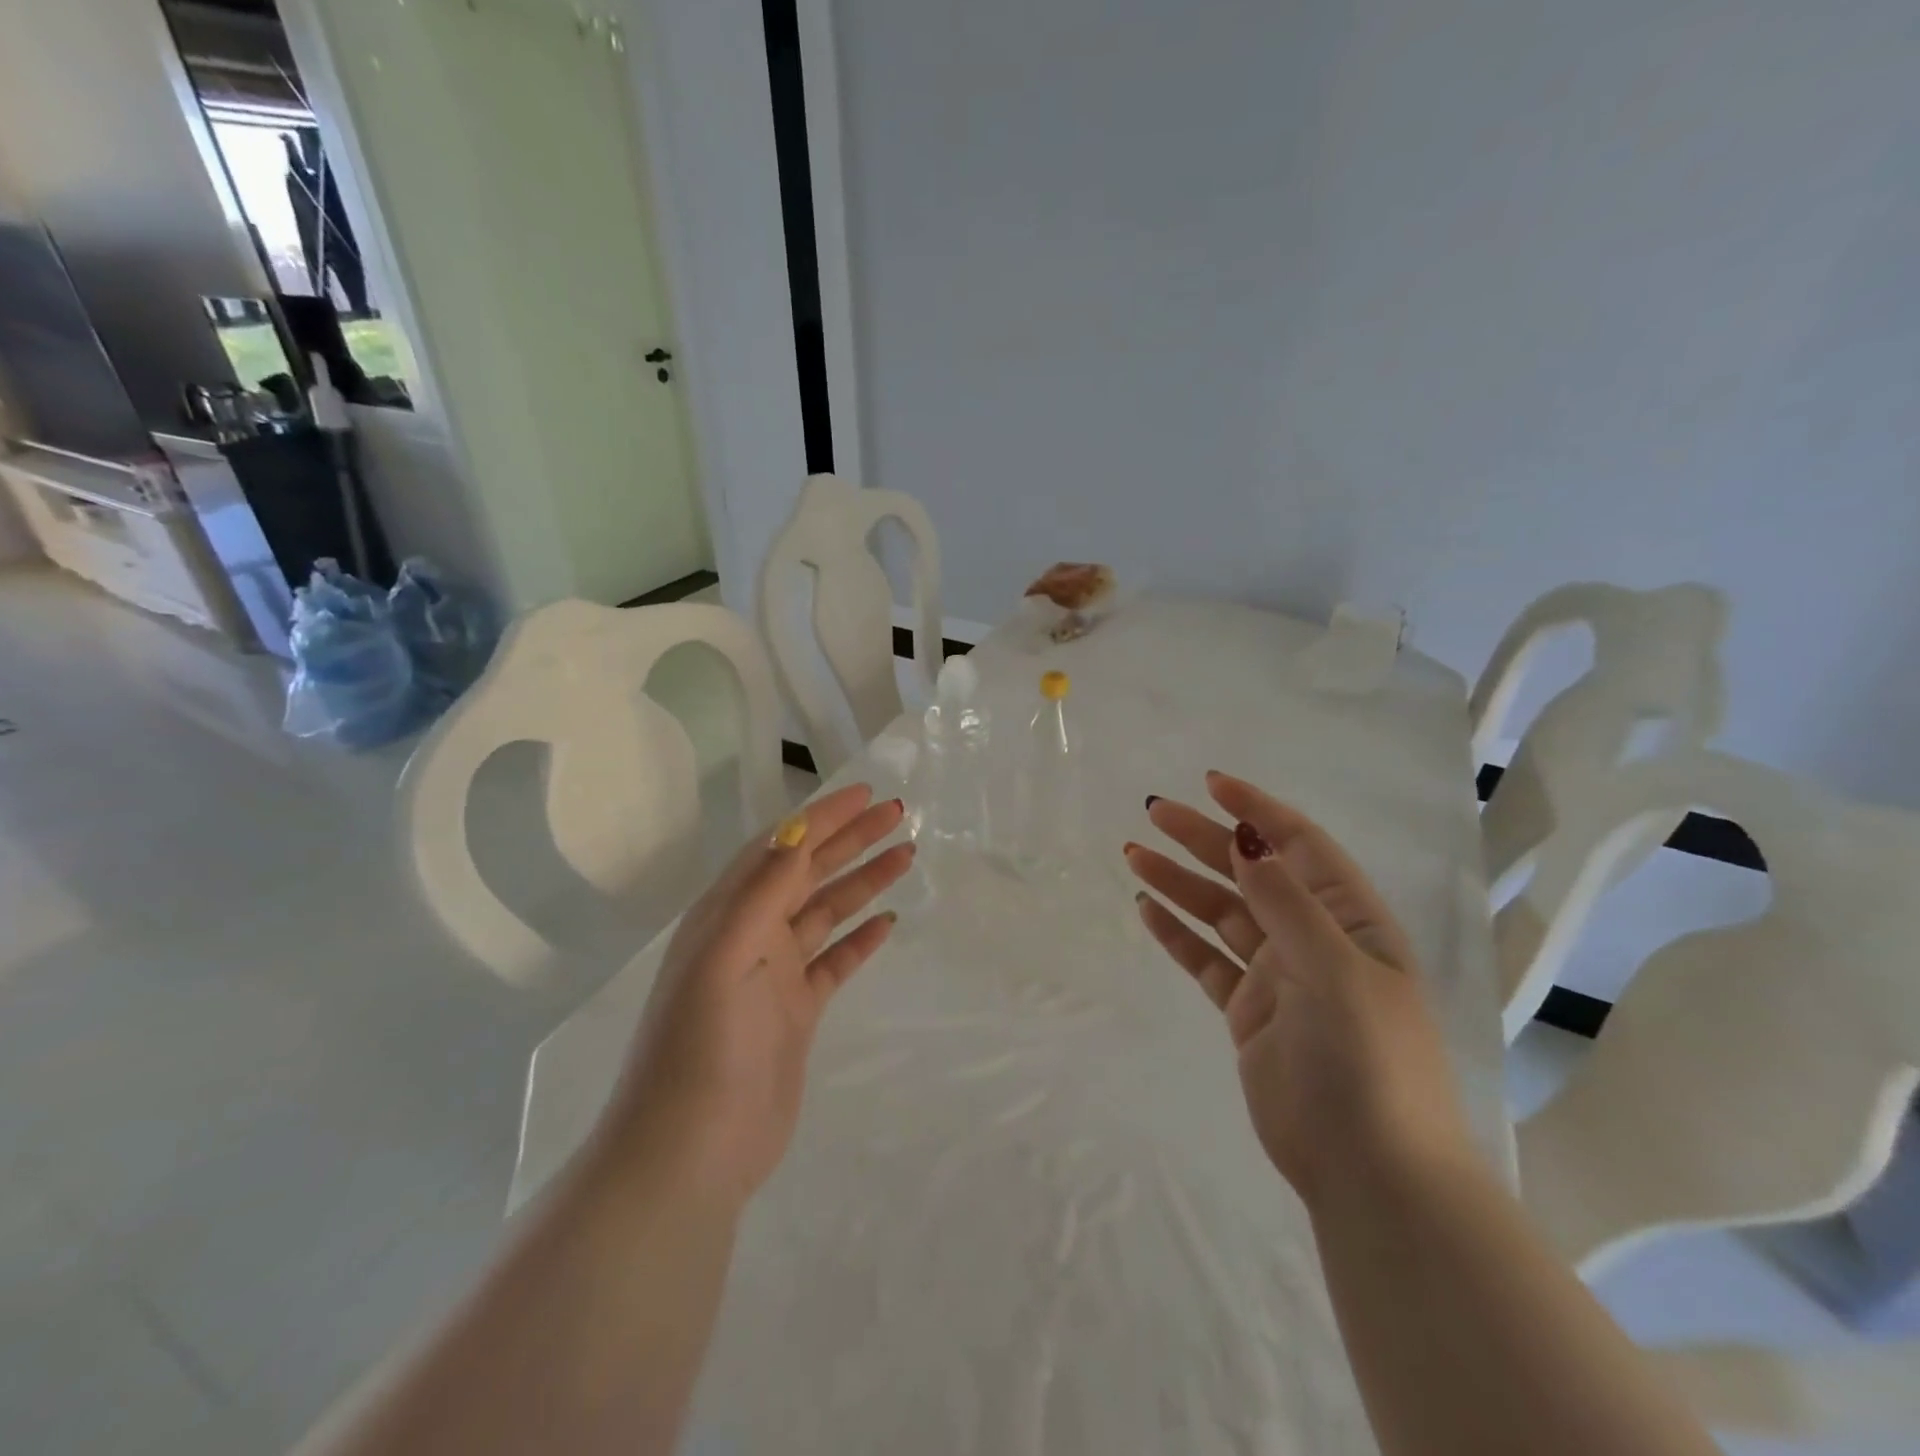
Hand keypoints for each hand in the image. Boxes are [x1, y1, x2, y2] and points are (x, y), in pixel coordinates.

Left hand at [594, 785, 914, 1208]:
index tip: (866, 794)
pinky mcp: (796, 1012)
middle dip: (851, 840)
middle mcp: (750, 935)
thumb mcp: (725, 957)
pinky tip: (889, 921)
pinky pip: (836, 962)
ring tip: (906, 855)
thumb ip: (761, 893)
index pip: (781, 848)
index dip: (822, 817)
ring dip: (864, 882)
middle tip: (899, 815)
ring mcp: (774, 975)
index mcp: (726, 915)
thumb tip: (796, 830)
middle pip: (809, 873)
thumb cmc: (701, 1047)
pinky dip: (861, 939)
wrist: (690, 1153)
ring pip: (827, 912)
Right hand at [1126, 772, 1473, 1204]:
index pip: (1299, 846)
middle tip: (1154, 813)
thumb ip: (1286, 902)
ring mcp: (1279, 976)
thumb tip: (1247, 837)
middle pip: (1251, 873)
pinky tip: (1147, 909)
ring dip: (1181, 883)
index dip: (1257, 811)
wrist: (1370, 1170)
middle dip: (1205, 840)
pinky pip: (1206, 959)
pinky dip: (1177, 934)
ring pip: (1221, 913)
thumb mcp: (1334, 969)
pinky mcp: (1249, 1012)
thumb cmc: (1366, 1058)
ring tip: (1134, 855)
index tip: (1210, 784)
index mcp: (1350, 920)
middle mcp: (1313, 939)